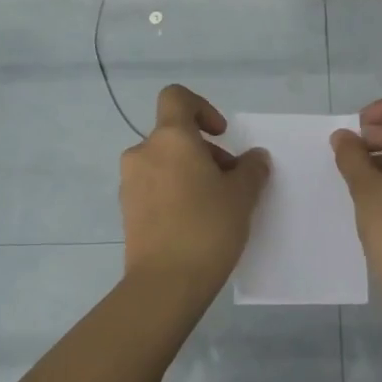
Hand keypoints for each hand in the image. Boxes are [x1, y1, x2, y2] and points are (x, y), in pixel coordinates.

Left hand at [120, 85, 270, 297]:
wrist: (165, 284)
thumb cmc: (207, 227)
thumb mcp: (242, 195)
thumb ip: (251, 169)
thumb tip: (254, 158)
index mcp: (170, 138)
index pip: (177, 98)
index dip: (202, 108)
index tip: (221, 135)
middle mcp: (143, 153)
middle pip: (175, 136)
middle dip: (205, 152)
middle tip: (231, 182)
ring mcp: (130, 183)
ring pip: (165, 163)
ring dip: (190, 173)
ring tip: (216, 205)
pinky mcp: (127, 211)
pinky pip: (154, 188)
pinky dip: (174, 193)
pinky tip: (195, 223)